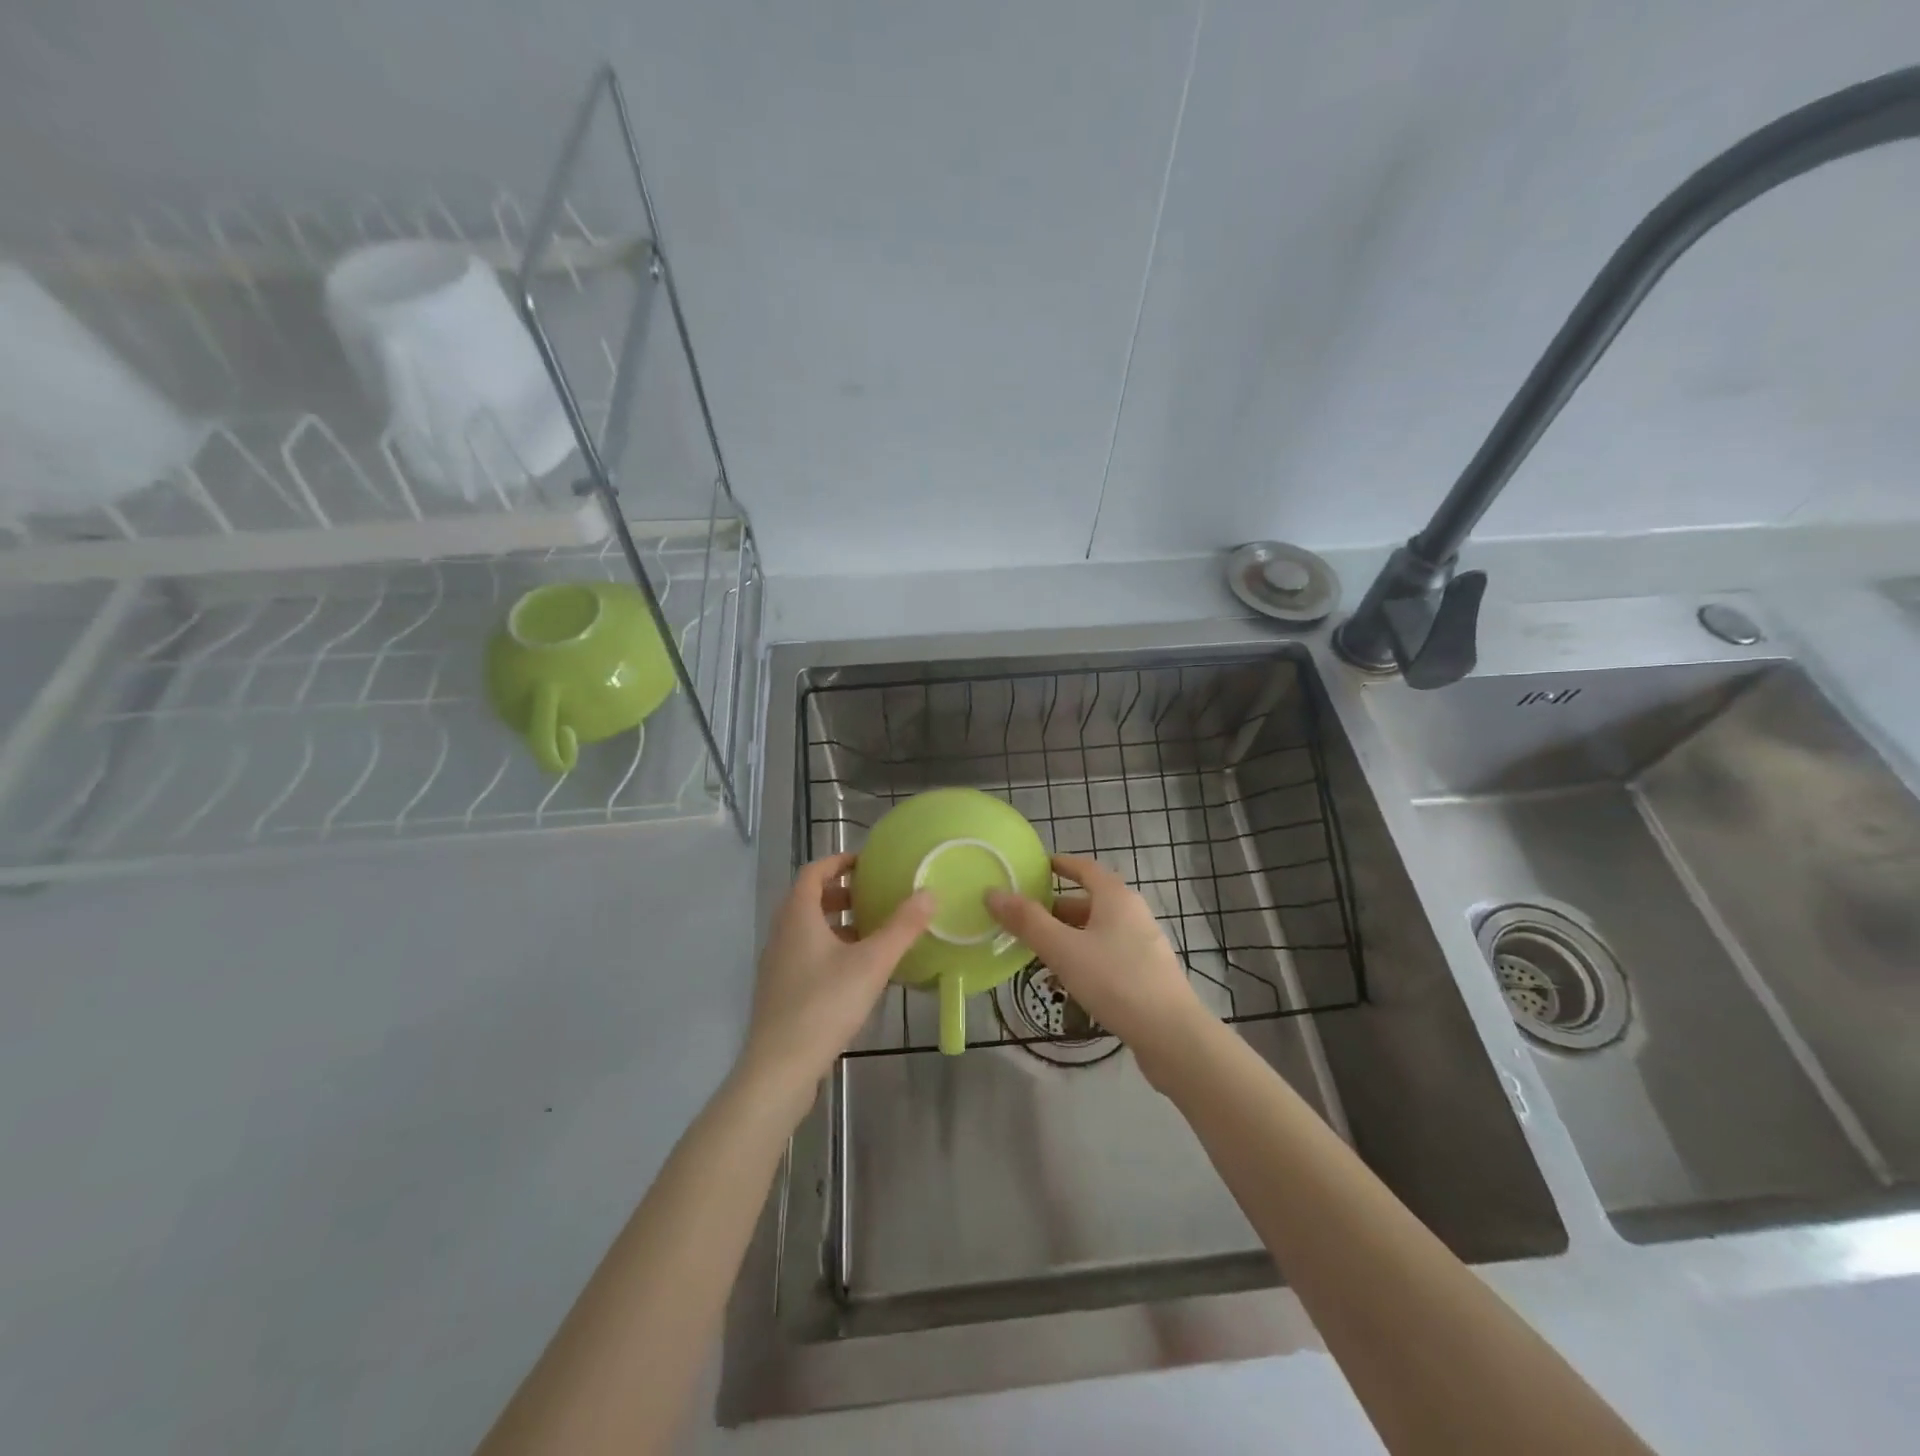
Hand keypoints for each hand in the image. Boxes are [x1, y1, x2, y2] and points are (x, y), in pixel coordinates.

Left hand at [740, 852, 933, 1103]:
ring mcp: (777, 964)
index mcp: (798, 916)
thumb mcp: (872, 963)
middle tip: (874, 896)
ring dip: (837, 923)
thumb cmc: (825, 1004)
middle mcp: (782, 933)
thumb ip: (902, 927)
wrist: (780, 1067)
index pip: (813, 872)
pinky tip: (856, 972)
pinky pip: (806, 954)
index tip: (866, 862)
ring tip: (872, 932)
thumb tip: (930, 893)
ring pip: (807, 929)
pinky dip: (830, 949)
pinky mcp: (780, 991)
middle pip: (809, 899)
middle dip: (841, 893)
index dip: (838, 861)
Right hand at [986, 855, 1208, 1072]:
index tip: (1036, 868)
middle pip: (1090, 901)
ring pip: (1098, 930)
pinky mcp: (1147, 973)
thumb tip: (992, 893)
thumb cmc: (1115, 981)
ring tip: (1039, 951)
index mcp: (1116, 897)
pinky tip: (1070, 979)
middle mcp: (1133, 913)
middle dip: (1057, 907)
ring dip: (1069, 935)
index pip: (1085, 868)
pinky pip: (1108, 953)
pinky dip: (1085, 955)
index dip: (1060, 865)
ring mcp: (1144, 944)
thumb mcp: (1063, 949)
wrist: (1172, 1035)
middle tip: (1025, 917)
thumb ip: (1027, 921)